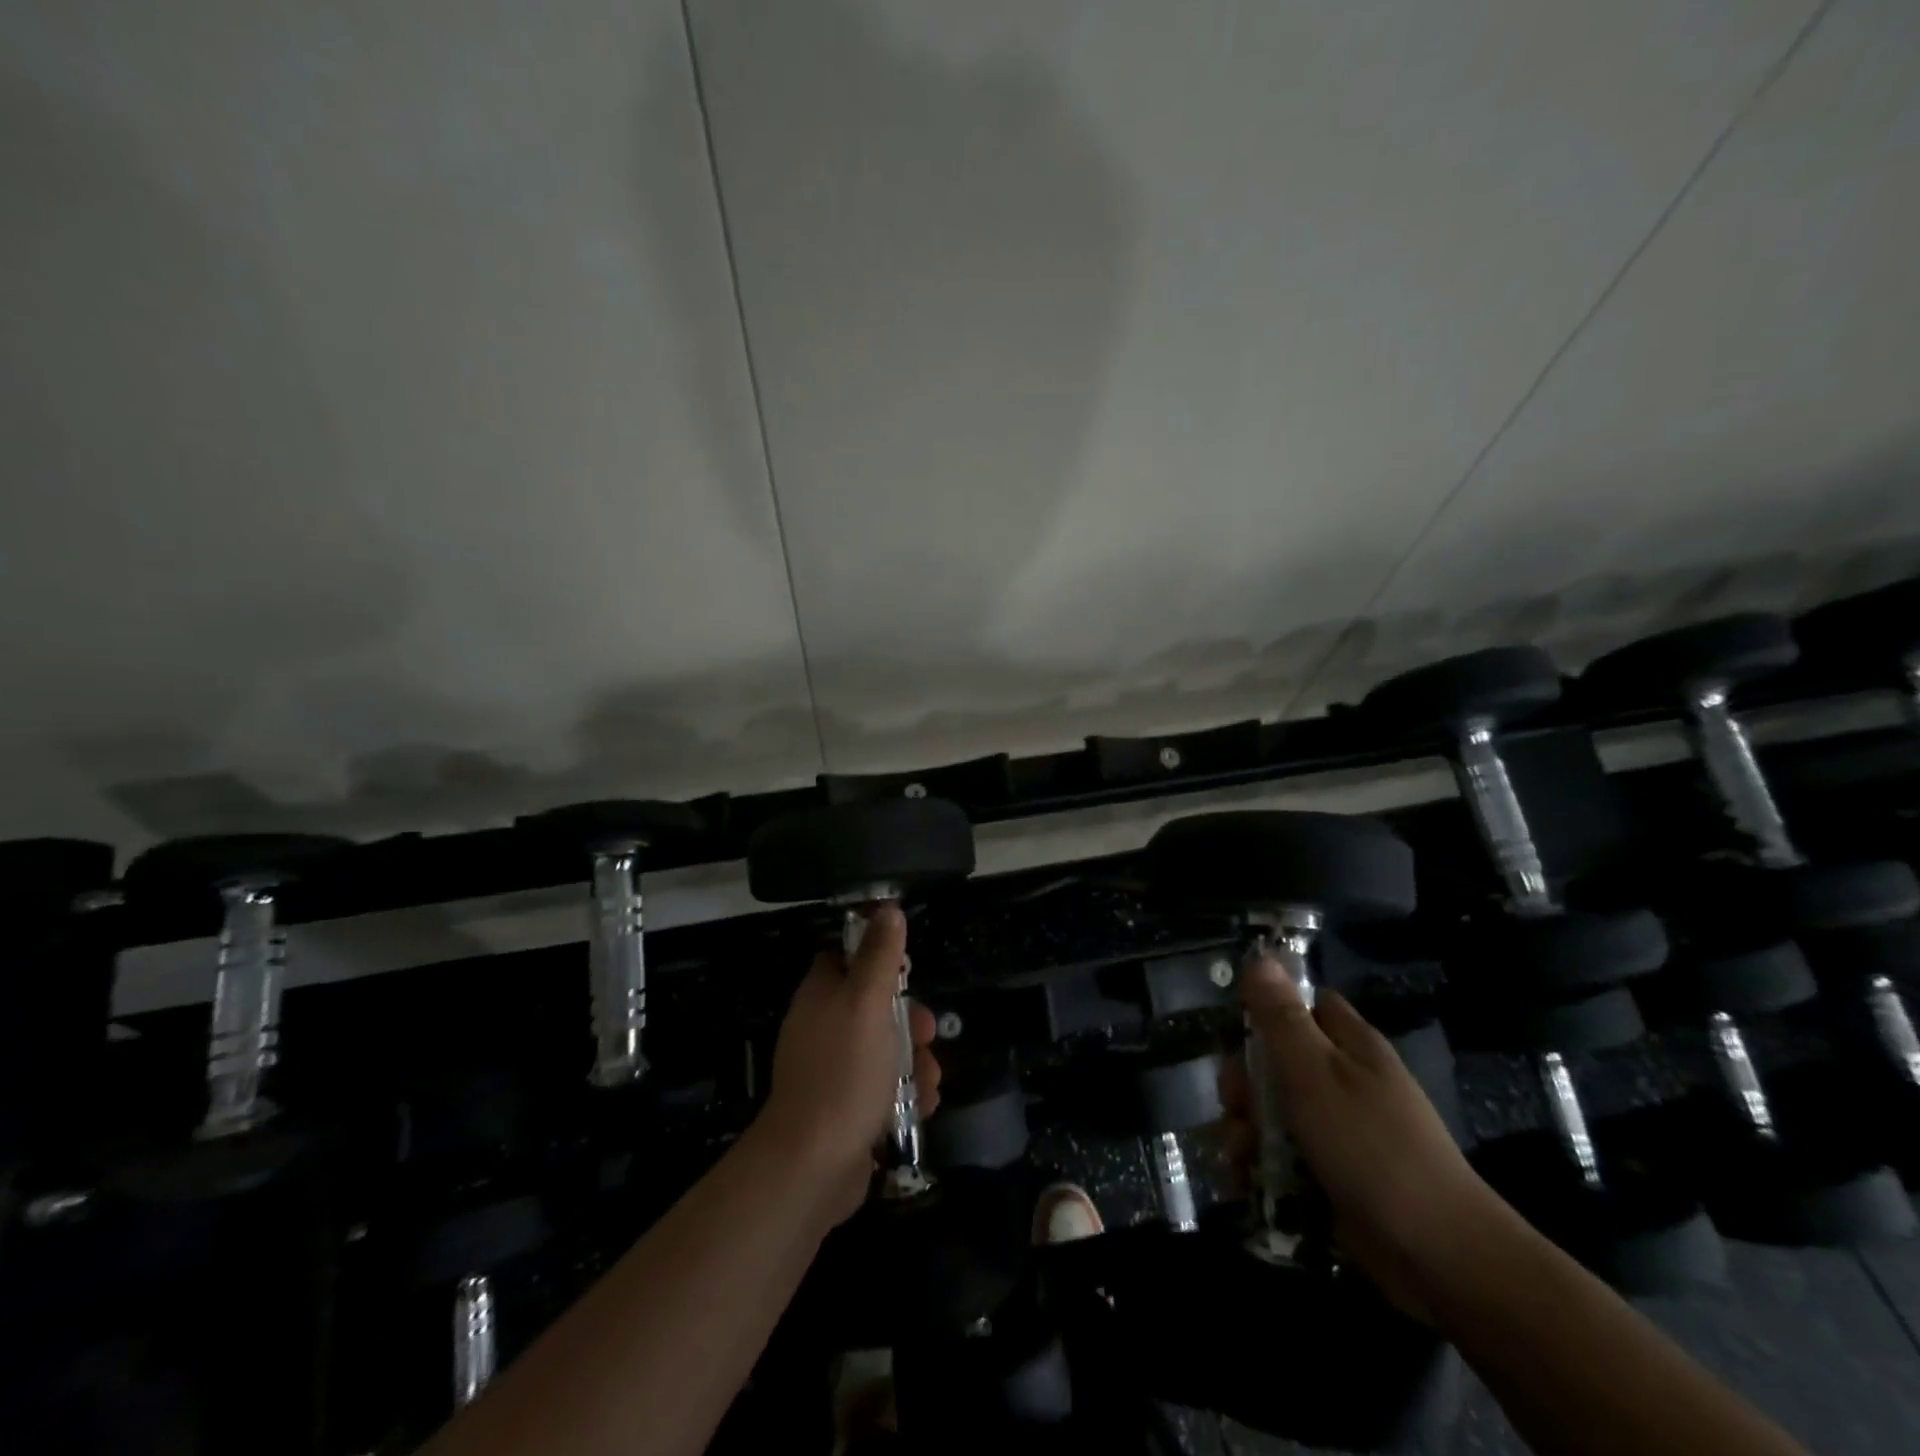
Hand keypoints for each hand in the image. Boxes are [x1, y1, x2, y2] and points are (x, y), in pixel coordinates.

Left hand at [756, 904, 941, 1223]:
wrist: (813, 1166)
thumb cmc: (843, 1072)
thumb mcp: (867, 1004)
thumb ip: (880, 957)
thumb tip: (888, 908)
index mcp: (820, 996)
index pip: (844, 959)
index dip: (876, 959)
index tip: (906, 972)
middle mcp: (822, 1028)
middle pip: (873, 1007)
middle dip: (908, 1020)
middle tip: (928, 1033)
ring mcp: (832, 1071)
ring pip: (884, 1050)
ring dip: (916, 1062)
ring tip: (931, 1081)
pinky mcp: (845, 1109)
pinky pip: (882, 1089)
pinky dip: (906, 1095)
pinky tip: (923, 1106)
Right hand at [1221, 955, 1508, 1318]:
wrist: (1438, 1256)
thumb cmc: (1371, 1146)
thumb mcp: (1314, 1072)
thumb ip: (1281, 1017)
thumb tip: (1259, 958)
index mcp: (1350, 1046)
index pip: (1304, 1006)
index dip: (1268, 1013)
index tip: (1240, 1035)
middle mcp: (1345, 1082)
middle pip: (1277, 1064)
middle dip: (1245, 1086)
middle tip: (1237, 1108)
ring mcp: (1341, 1133)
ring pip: (1275, 1115)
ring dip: (1246, 1132)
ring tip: (1239, 1158)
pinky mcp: (1335, 1178)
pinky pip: (1284, 1160)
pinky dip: (1260, 1169)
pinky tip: (1246, 1183)